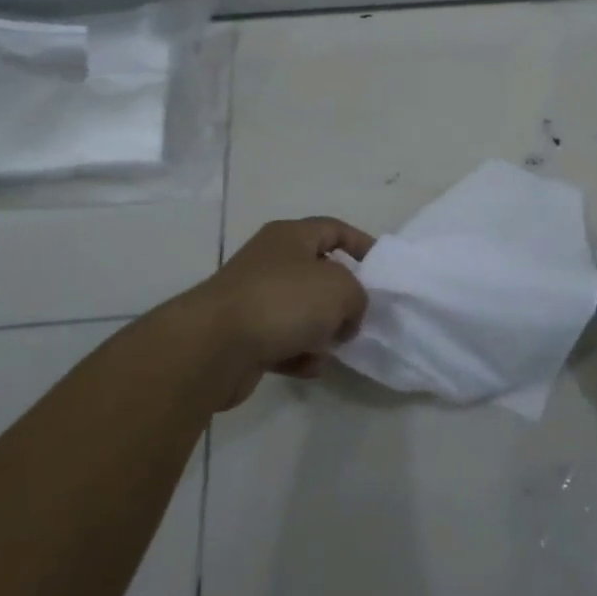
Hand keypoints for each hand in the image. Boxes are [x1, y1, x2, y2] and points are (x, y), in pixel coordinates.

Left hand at [175, 216, 374, 406]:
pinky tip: (310, 366)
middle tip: (361, 317)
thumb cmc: (283, 301)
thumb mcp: (340, 289)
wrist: (214, 345)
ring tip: (333, 346)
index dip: (361, 243)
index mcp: (290, 236)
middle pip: (317, 273)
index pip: (333, 229)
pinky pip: (282, 342)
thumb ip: (357, 296)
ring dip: (321, 330)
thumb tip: (346, 315)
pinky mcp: (243, 336)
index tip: (382, 268)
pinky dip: (299, 354)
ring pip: (300, 311)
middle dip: (342, 297)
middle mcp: (270, 261)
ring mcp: (254, 299)